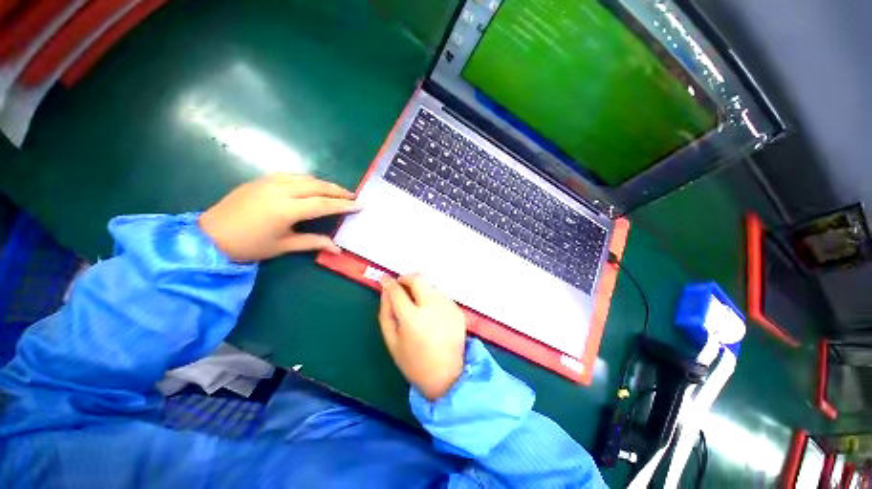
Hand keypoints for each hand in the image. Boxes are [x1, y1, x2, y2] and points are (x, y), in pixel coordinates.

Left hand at [198, 173, 359, 261]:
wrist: (210, 236)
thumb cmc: (249, 245)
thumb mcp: (284, 246)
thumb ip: (314, 243)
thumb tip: (338, 249)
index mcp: (286, 209)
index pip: (323, 204)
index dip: (343, 205)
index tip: (359, 205)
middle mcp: (280, 190)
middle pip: (317, 186)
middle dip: (337, 191)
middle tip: (352, 196)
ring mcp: (269, 182)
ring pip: (305, 178)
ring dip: (324, 184)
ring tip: (337, 191)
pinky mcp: (261, 179)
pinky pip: (291, 175)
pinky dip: (307, 179)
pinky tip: (312, 185)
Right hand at [378, 274, 466, 400]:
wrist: (447, 376)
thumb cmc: (414, 362)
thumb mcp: (392, 341)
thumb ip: (386, 313)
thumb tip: (385, 292)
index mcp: (412, 318)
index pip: (398, 291)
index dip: (389, 282)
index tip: (384, 279)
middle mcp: (432, 307)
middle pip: (418, 279)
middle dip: (406, 278)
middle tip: (401, 286)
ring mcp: (447, 306)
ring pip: (430, 286)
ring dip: (420, 288)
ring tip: (416, 303)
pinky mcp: (457, 309)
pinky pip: (441, 295)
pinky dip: (432, 297)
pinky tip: (430, 313)